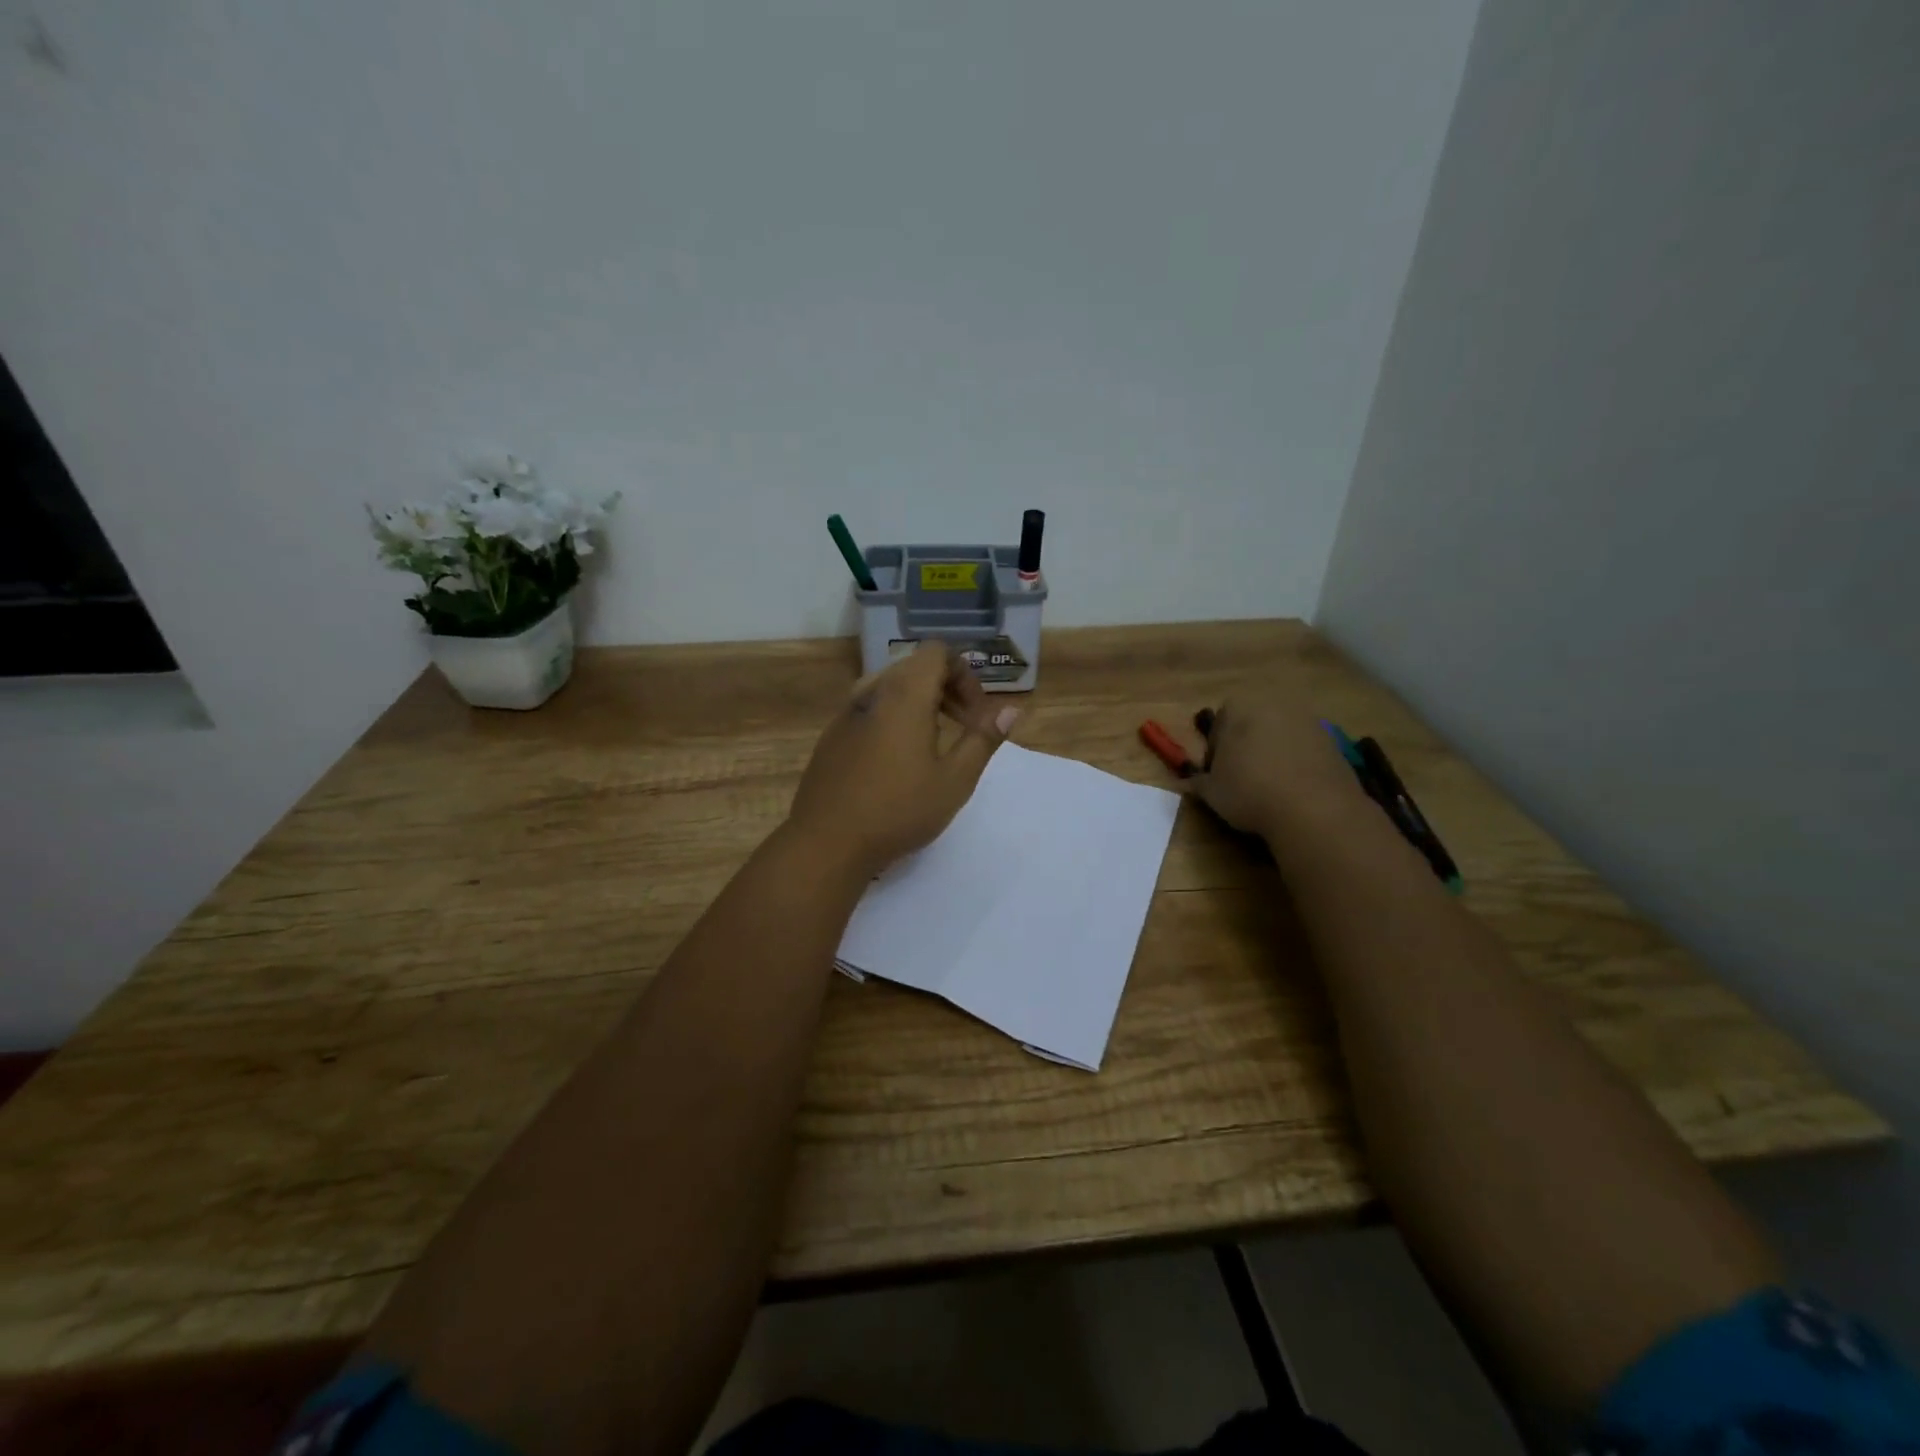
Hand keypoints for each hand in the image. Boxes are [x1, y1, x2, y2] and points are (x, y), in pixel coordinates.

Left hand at [786, 642, 1018, 876]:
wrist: (826, 842)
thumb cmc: (898, 810)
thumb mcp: (954, 780)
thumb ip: (983, 739)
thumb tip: (1011, 710)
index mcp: (904, 694)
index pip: (937, 652)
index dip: (964, 674)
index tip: (975, 714)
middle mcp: (871, 692)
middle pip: (914, 667)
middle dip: (946, 688)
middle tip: (963, 729)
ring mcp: (845, 713)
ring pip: (890, 687)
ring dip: (919, 703)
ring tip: (932, 744)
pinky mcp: (831, 735)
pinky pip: (869, 709)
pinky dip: (892, 718)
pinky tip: (896, 762)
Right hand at [1188, 694, 1366, 837]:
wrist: (1314, 809)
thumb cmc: (1249, 791)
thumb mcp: (1211, 792)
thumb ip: (1198, 781)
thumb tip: (1191, 781)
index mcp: (1239, 708)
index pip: (1219, 723)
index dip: (1216, 749)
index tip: (1217, 773)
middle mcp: (1274, 704)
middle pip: (1253, 724)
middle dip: (1246, 746)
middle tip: (1242, 778)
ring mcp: (1308, 721)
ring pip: (1281, 736)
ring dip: (1273, 754)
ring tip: (1270, 788)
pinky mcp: (1333, 742)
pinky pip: (1305, 750)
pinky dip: (1298, 764)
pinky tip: (1294, 791)